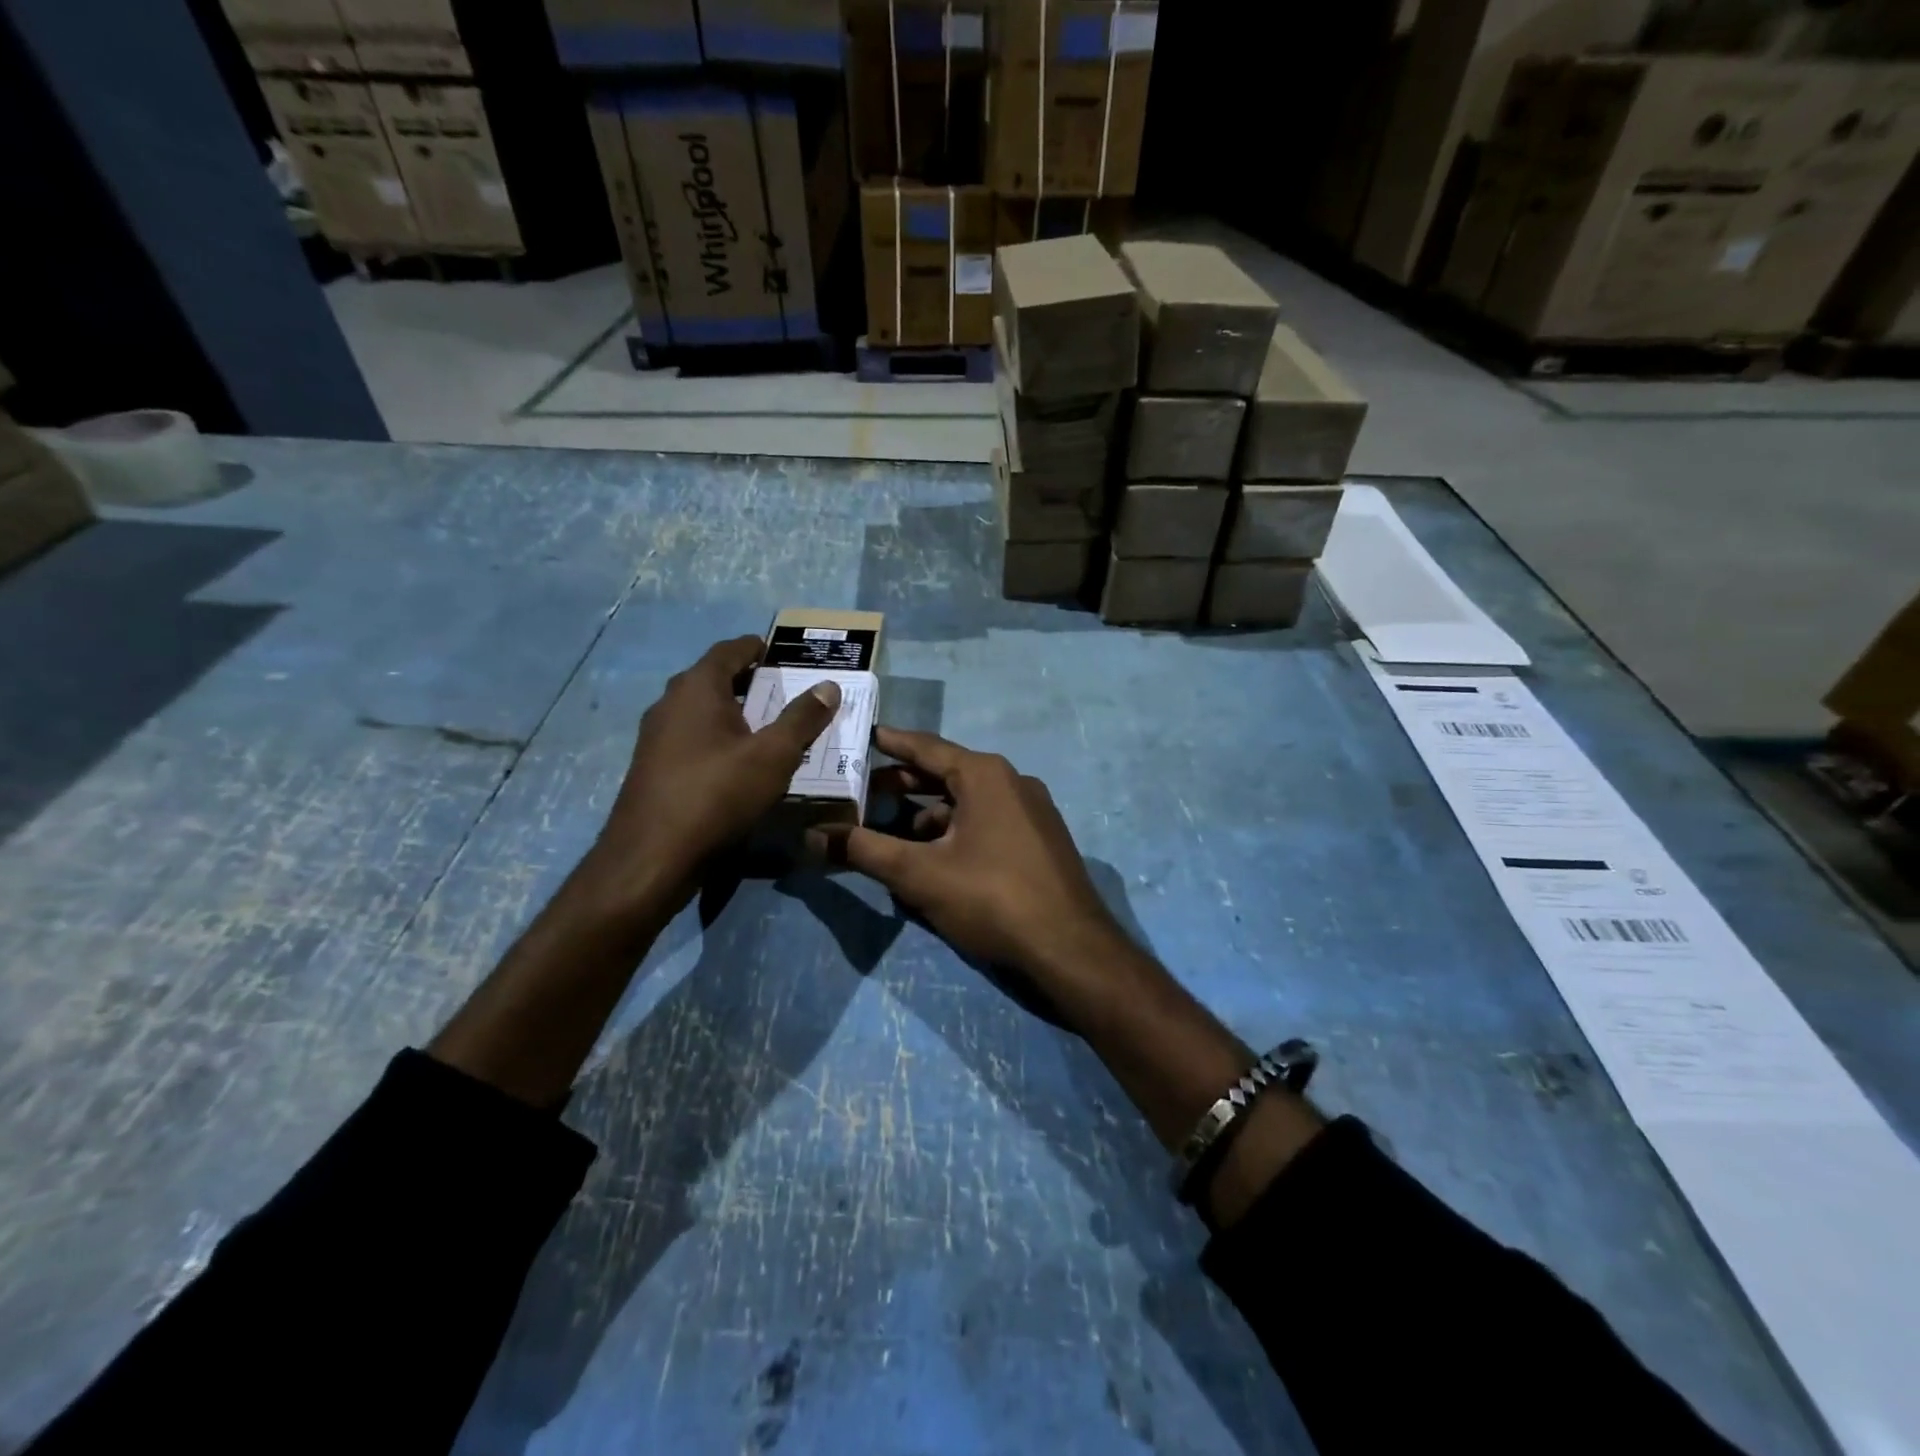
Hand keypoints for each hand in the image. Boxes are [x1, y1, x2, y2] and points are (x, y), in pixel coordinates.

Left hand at [585, 635, 839, 910]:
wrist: (652, 857)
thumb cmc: (717, 794)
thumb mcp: (773, 756)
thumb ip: (802, 719)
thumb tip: (827, 686)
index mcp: (697, 688)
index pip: (728, 650)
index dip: (755, 648)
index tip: (778, 653)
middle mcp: (670, 703)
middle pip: (712, 678)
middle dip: (746, 680)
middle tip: (781, 689)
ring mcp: (655, 736)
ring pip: (699, 710)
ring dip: (731, 710)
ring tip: (765, 725)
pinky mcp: (652, 767)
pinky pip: (690, 737)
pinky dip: (716, 736)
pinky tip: (736, 761)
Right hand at [817, 727, 1130, 992]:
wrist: (1070, 948)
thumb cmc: (991, 898)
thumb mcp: (920, 874)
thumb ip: (864, 851)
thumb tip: (812, 837)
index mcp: (985, 775)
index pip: (927, 747)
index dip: (892, 743)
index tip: (865, 736)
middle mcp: (1012, 782)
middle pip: (947, 774)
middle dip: (904, 785)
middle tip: (863, 792)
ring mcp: (1032, 811)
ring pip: (968, 803)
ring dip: (929, 815)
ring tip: (892, 834)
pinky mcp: (1040, 841)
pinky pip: (988, 823)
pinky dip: (956, 832)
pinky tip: (935, 860)